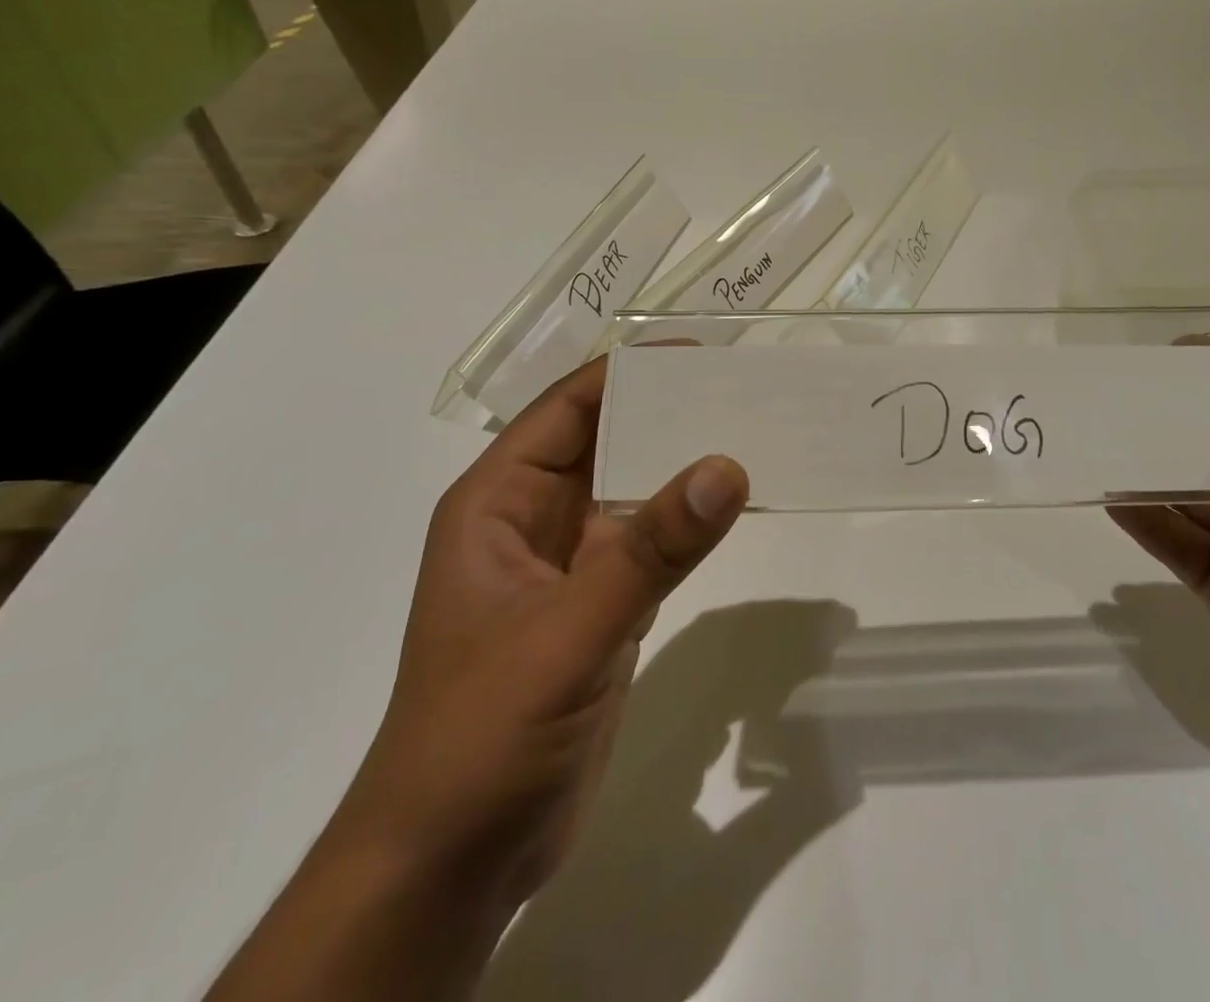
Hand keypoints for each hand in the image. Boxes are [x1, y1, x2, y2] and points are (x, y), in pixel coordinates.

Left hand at [332, 357, 749, 905]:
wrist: (455, 860)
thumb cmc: (484, 730)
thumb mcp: (569, 630)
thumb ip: (651, 550)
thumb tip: (728, 466)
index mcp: (498, 502)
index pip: (569, 408)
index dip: (629, 372)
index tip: (700, 351)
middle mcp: (533, 521)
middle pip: (608, 442)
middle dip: (668, 412)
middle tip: (745, 384)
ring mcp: (570, 565)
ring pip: (634, 491)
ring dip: (683, 464)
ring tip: (754, 430)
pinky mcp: (603, 606)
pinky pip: (652, 543)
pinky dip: (689, 521)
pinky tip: (736, 504)